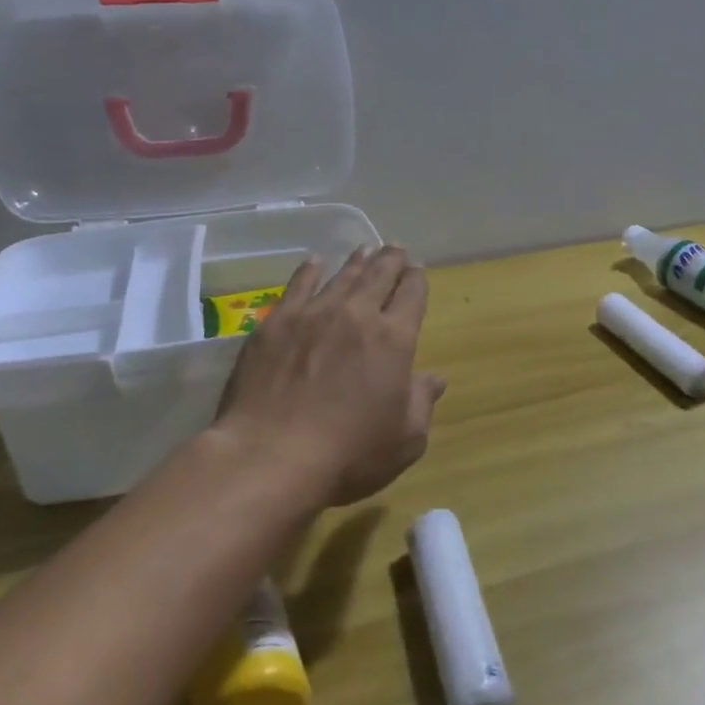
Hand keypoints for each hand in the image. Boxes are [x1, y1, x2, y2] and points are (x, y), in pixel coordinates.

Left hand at [214, 246, 445, 506]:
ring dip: (357, 261)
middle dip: (391, 260)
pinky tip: (315, 262)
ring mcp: (313, 314)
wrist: (271, 456)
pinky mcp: (275, 323)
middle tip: (395, 248)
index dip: (416, 279)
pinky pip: (297, 285)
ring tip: (365, 248)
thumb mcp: (405, 439)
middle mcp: (357, 315)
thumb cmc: (349, 454)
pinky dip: (310, 270)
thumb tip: (434, 378)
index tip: (417, 270)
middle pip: (379, 275)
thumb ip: (422, 402)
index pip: (412, 295)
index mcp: (395, 339)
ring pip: (342, 276)